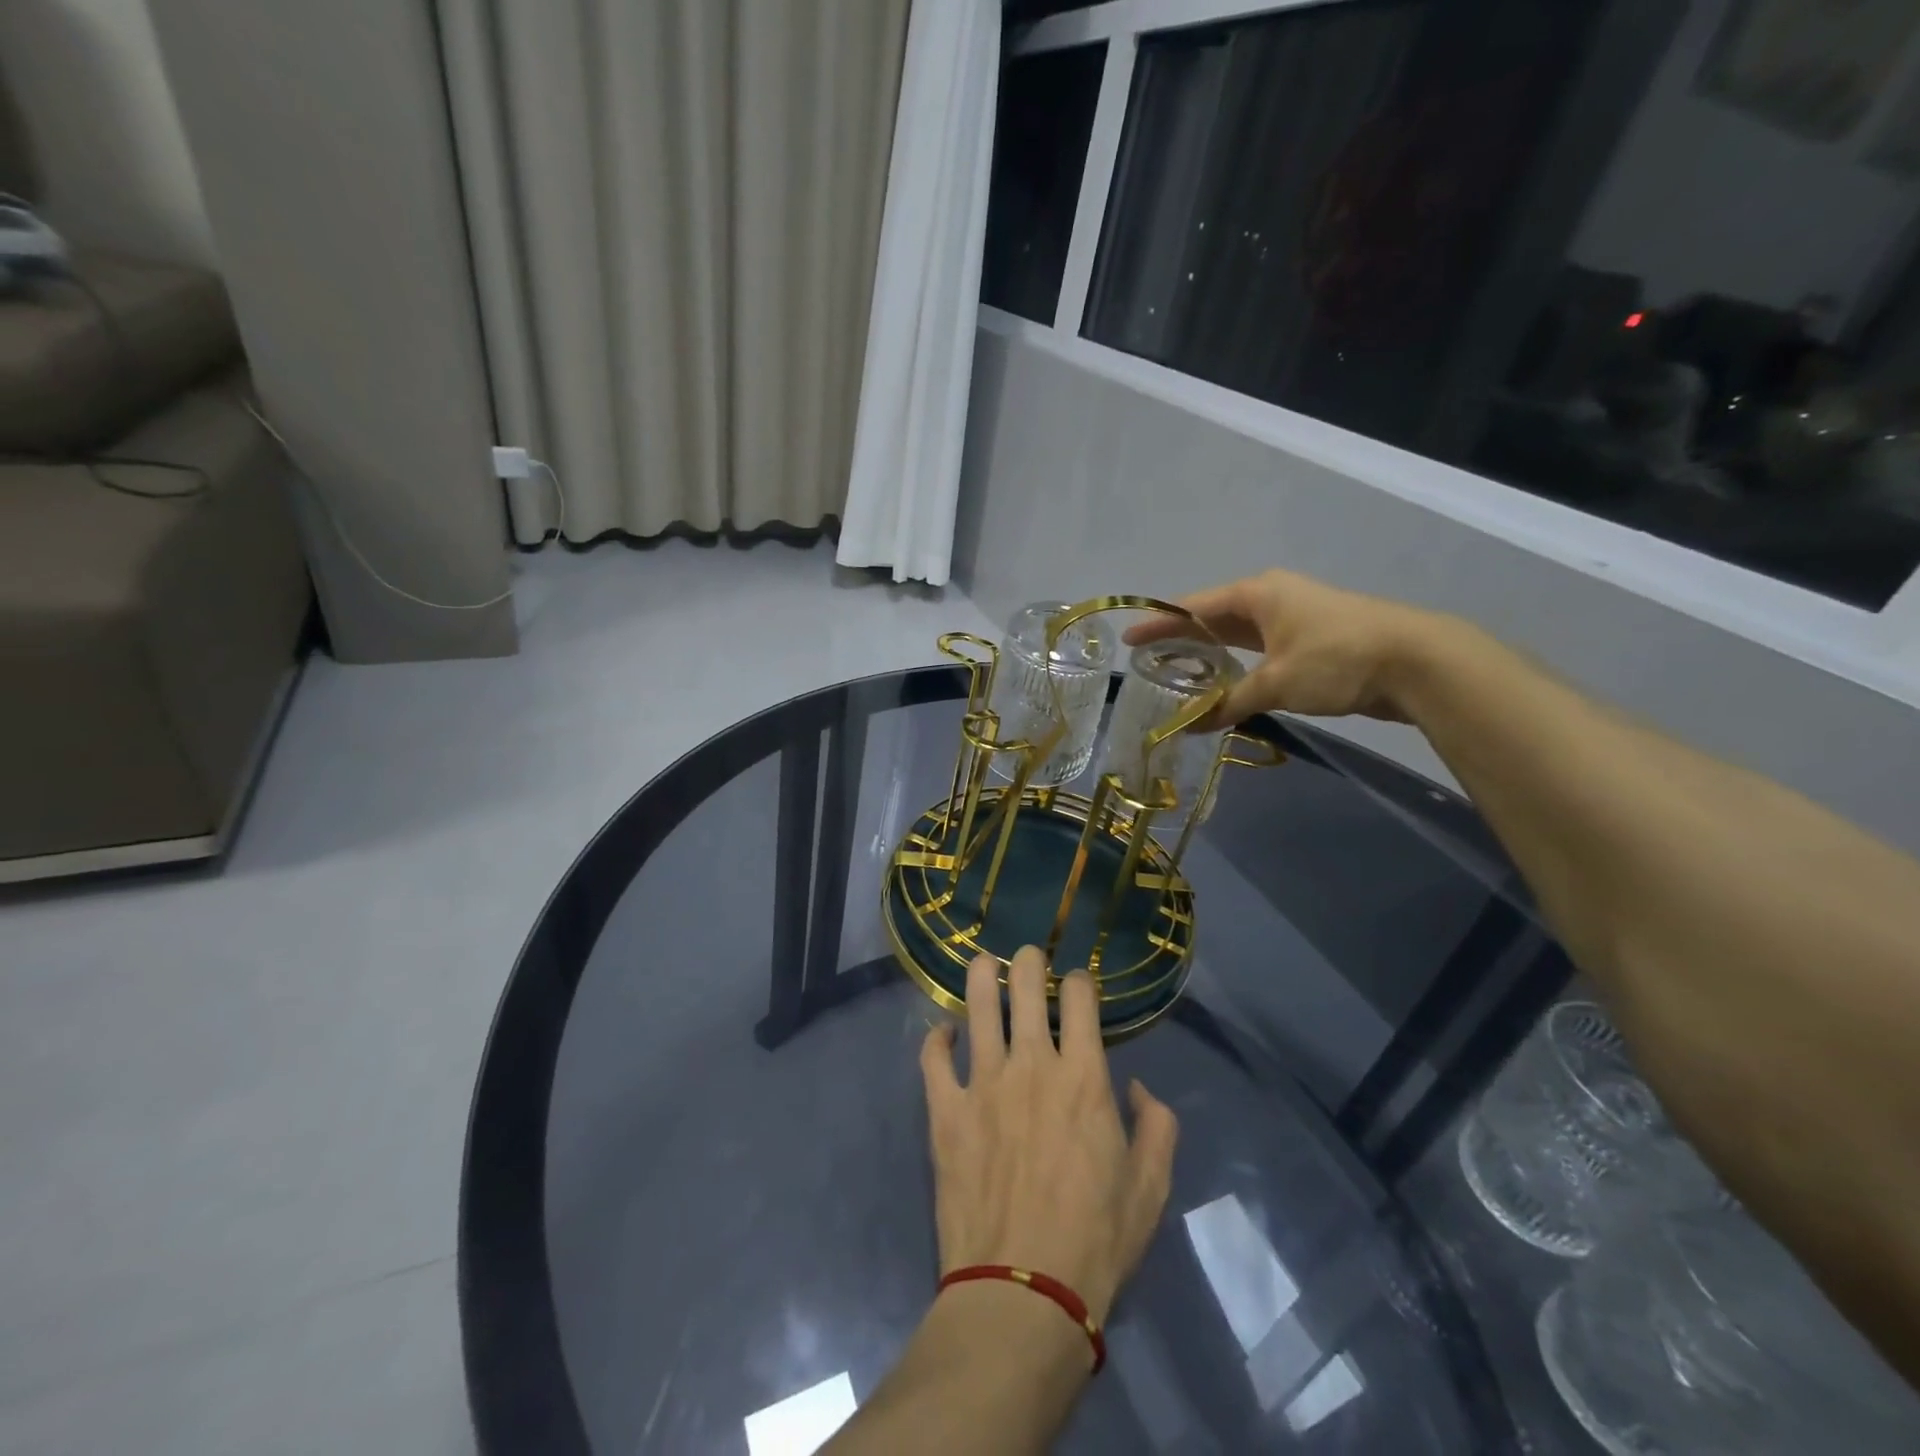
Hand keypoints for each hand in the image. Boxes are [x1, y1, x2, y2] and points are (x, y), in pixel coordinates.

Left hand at [919, 947, 1177, 1327]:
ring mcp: (982, 1083)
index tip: (1077, 984)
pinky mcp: (945, 1110)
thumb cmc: (1095, 1241)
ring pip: (976, 1006)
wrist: (1022, 1292)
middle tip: (1028, 957)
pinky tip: (942, 1032)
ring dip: (980, 977)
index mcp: (1083, 1077)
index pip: (1080, 999)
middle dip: (1029, 961)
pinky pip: (933, 1058)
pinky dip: (936, 1039)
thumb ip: (1157, 1127)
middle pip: (1024, 986)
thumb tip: (1139, 1089)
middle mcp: (1031, 1065)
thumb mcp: (1150, 1188)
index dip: (1079, 981)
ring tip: (983, 964)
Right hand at [1123, 568, 1439, 724]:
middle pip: (1213, 617)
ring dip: (1211, 653)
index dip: (1158, 624)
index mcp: (1257, 593)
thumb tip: (1190, 726)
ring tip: (1178, 673)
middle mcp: (1271, 598)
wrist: (1416, 660)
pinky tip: (1224, 682)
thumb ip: (1230, 702)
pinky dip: (1237, 664)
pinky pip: (1259, 649)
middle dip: (1181, 638)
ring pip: (1237, 634)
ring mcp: (1293, 617)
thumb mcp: (1276, 682)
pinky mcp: (1310, 640)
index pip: (1192, 607)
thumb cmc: (1336, 658)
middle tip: (1148, 661)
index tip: (1129, 640)